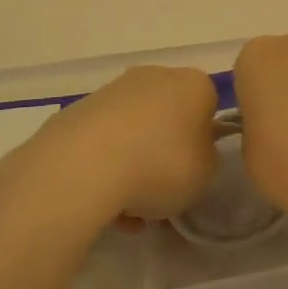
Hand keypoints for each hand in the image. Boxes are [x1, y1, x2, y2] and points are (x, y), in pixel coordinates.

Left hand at [11, 66, 219, 227]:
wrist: (86, 164)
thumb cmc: (162, 164)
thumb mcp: (206, 173)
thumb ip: (206, 158)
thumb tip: (192, 152)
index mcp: (193, 84)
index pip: (207, 107)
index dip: (204, 141)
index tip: (196, 170)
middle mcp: (155, 76)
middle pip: (168, 116)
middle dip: (166, 152)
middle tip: (165, 192)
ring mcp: (114, 91)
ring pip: (134, 132)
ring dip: (135, 166)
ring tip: (132, 212)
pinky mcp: (79, 110)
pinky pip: (104, 143)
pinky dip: (107, 171)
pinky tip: (106, 208)